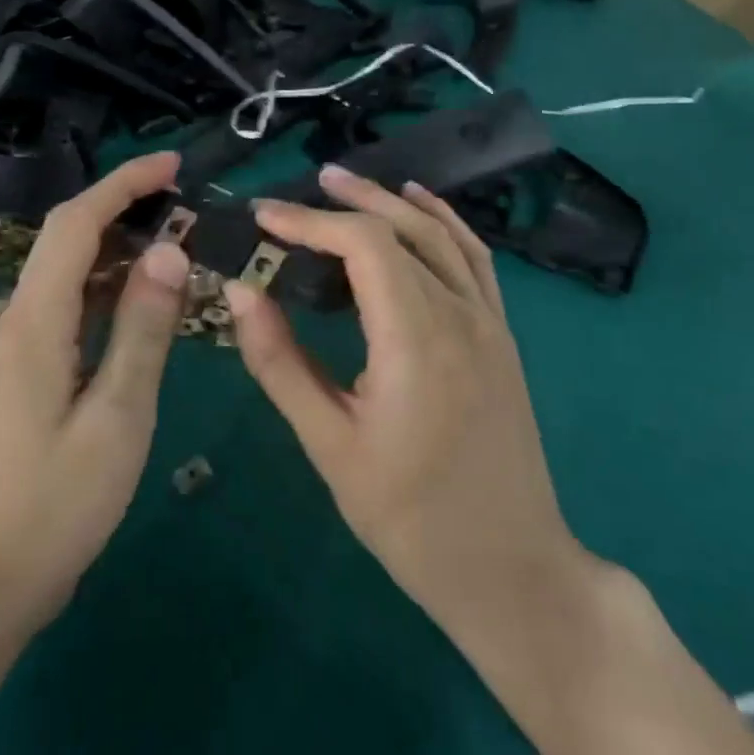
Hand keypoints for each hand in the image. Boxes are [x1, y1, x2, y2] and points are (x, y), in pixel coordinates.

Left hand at [0, 152, 190, 633]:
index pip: (76, 223)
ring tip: (181, 242)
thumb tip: (170, 249)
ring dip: (122, 247)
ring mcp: (24, 344)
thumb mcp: (118, 414)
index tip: (174, 165)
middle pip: (70, 238)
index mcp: (36, 319)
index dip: (123, 184)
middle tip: (188, 203)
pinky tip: (150, 299)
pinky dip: (113, 288)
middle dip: (124, 206)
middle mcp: (22, 318)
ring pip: (73, 271)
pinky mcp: (33, 369)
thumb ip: (144, 328)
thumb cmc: (58, 502)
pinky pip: (74, 305)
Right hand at [222, 164, 576, 640]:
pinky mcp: (502, 337)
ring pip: (442, 235)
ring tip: (347, 185)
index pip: (364, 246)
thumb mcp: (331, 446)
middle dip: (348, 200)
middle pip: (403, 229)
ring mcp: (490, 323)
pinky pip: (474, 259)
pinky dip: (444, 223)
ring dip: (393, 202)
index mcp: (417, 340)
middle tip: (298, 189)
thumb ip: (281, 363)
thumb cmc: (411, 519)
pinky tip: (422, 209)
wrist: (511, 570)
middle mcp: (460, 315)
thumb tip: (242, 292)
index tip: (264, 216)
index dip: (310, 221)